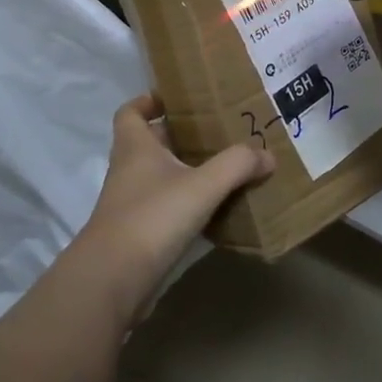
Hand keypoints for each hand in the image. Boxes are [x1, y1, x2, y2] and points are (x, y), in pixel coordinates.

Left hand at [72, 95, 272, 315]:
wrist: (113, 281)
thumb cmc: (152, 218)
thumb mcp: (202, 185)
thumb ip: (237, 165)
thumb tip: (267, 155)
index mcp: (136, 148)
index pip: (131, 112)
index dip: (149, 101)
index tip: (176, 99)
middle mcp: (129, 171)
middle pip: (151, 144)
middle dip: (181, 136)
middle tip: (218, 132)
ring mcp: (131, 205)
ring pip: (160, 177)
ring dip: (187, 171)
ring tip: (226, 168)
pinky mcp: (139, 235)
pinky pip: (166, 208)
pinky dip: (188, 205)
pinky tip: (216, 209)